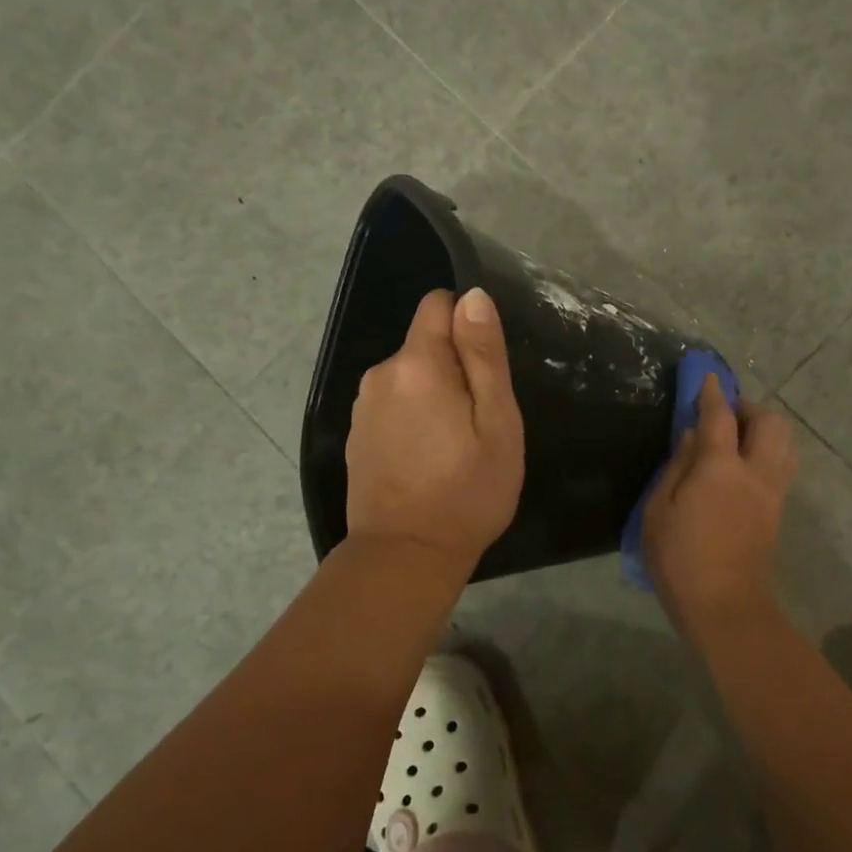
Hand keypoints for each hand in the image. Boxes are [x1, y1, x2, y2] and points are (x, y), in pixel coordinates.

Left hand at [344, 287, 524, 573]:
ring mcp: (362, 407)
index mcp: (417, 364)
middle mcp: (381, 375)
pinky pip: (393, 406)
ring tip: (455, 445)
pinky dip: (413, 419)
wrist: (405, 555)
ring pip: (409, 378)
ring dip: (433, 395)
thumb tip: (473, 296)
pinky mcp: (355, 436)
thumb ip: (484, 356)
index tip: (486, 370)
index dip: (467, 326)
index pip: (437, 305)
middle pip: (424, 345)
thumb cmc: (467, 491)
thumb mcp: (496, 422)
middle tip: (479, 421)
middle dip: (454, 368)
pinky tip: (427, 460)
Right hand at [643, 374, 796, 640]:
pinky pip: (782, 466)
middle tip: (725, 415)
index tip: (708, 377)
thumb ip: (677, 466)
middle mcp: (755, 472)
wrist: (724, 604)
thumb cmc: (679, 558)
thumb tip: (692, 435)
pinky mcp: (777, 511)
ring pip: (785, 444)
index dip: (712, 393)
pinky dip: (769, 452)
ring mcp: (772, 492)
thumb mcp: (658, 510)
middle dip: (750, 409)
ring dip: (765, 430)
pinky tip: (744, 466)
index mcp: (720, 468)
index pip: (720, 417)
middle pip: (770, 423)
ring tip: (738, 439)